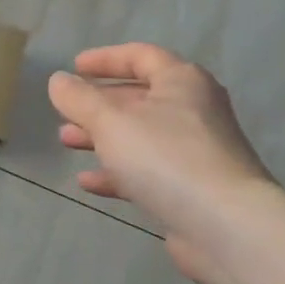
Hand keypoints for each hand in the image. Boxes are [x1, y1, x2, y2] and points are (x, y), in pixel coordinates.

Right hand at [47, 43, 273, 281]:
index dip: (105, 59)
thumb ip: (79, 99)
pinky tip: (88, 182)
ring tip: (67, 142)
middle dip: (97, 104)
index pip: (141, 56)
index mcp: (182, 82)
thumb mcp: (110, 122)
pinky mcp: (193, 189)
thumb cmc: (166, 158)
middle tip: (65, 112)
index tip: (74, 67)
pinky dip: (117, 172)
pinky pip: (149, 171)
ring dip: (102, 137)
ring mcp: (196, 151)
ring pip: (140, 135)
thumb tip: (58, 80)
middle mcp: (194, 110)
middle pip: (139, 97)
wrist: (226, 227)